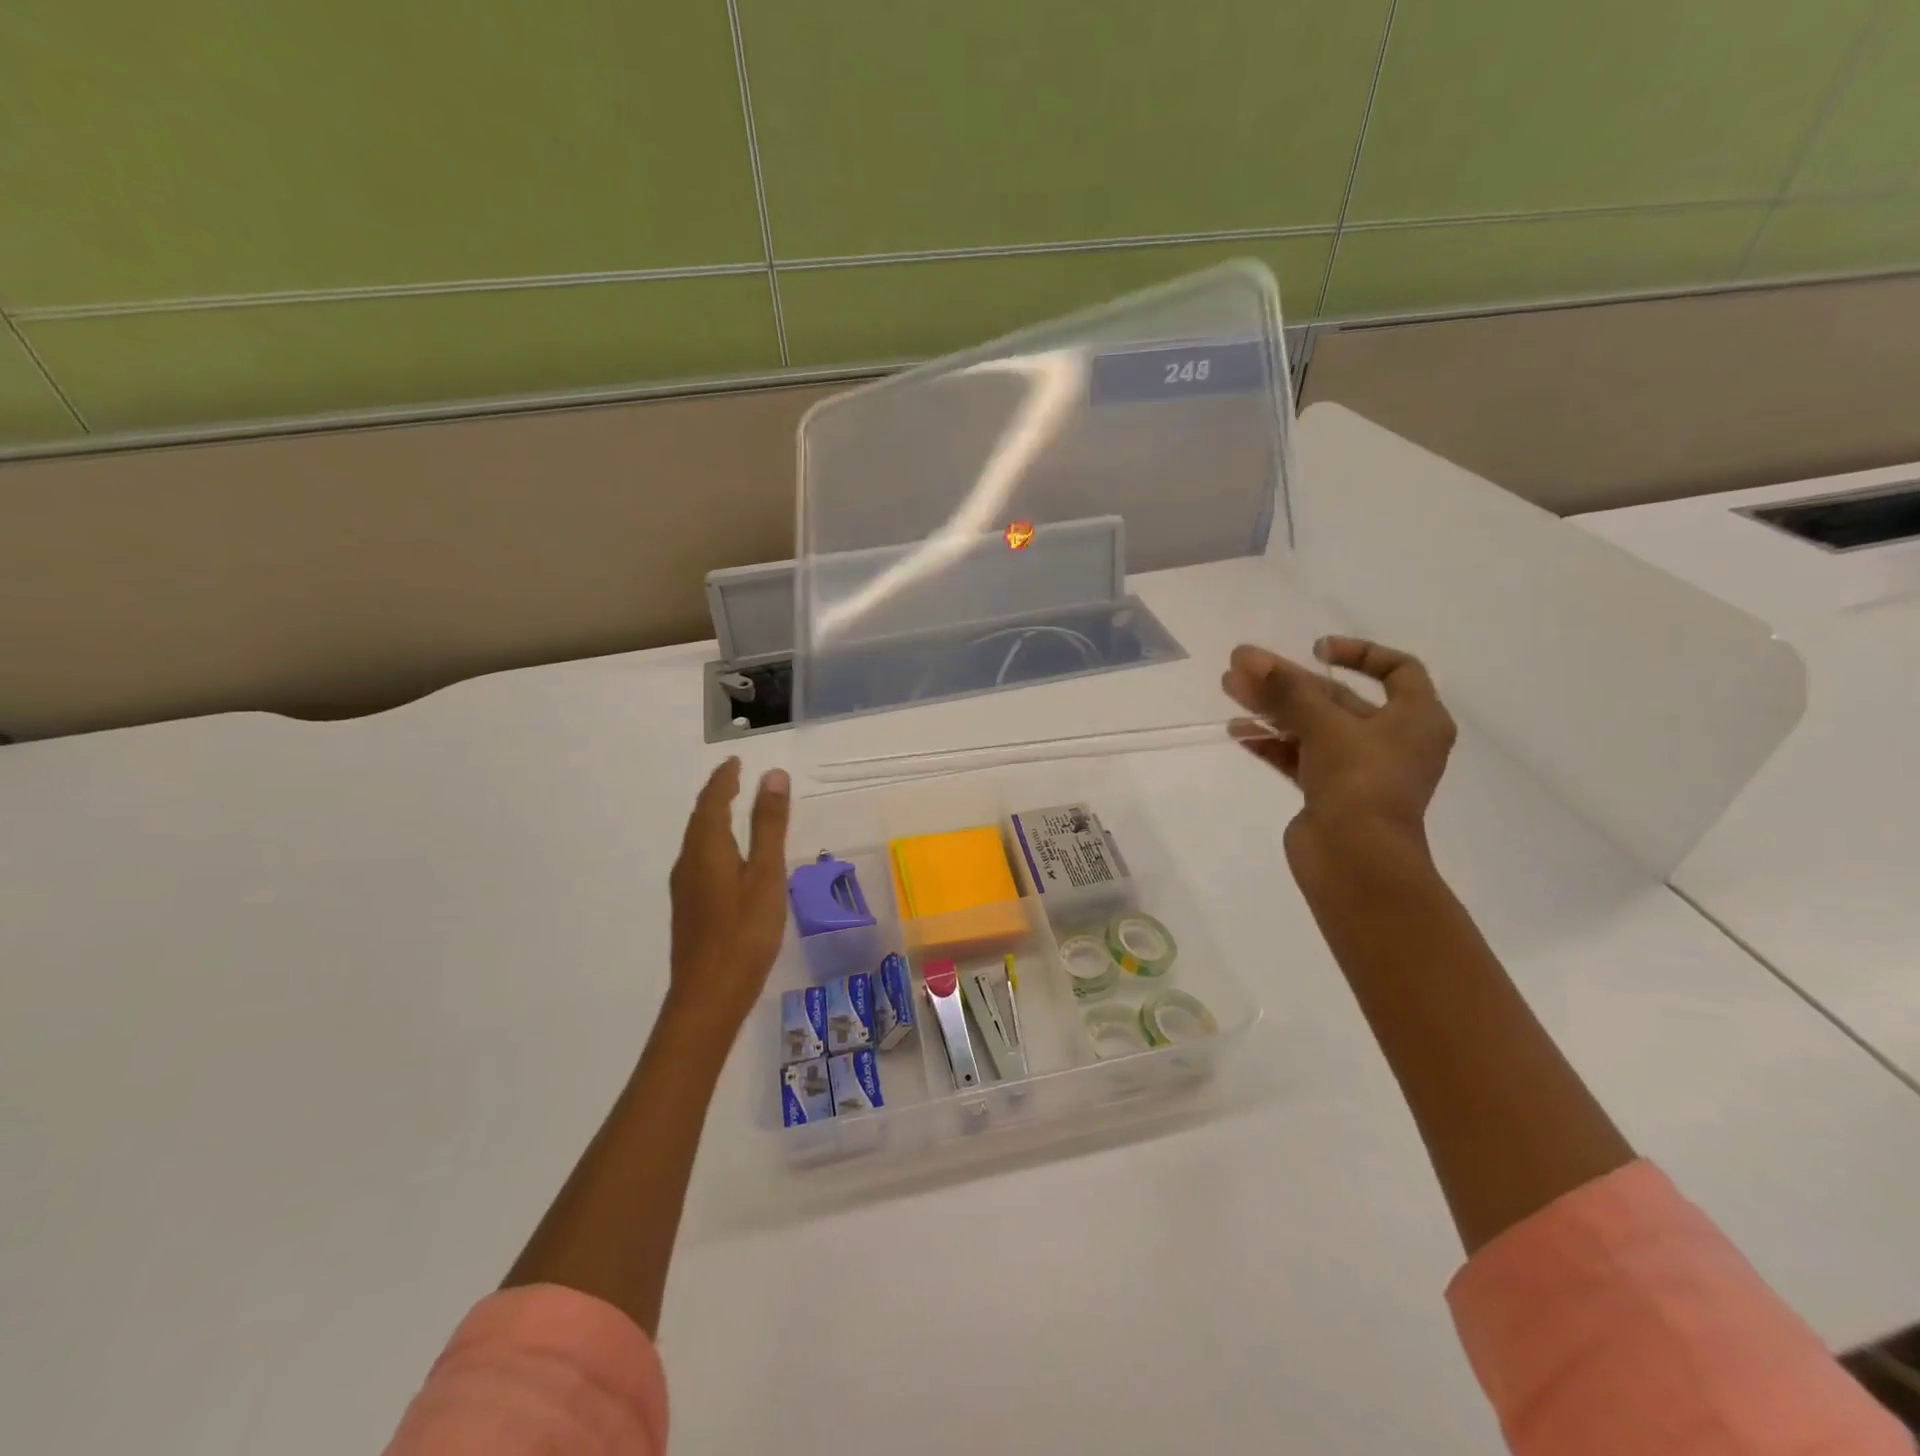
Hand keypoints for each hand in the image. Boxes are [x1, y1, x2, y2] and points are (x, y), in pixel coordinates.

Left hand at [666, 757, 791, 1033]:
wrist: (708, 997)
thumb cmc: (744, 933)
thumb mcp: (766, 875)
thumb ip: (769, 825)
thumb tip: (773, 775)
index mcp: (707, 848)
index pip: (712, 801)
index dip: (724, 778)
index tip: (736, 760)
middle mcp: (689, 862)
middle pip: (699, 818)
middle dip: (716, 795)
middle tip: (736, 778)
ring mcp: (685, 888)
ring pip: (697, 841)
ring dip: (713, 818)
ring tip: (733, 809)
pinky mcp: (689, 908)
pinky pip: (699, 859)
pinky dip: (713, 842)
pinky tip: (728, 859)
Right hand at [1222, 636, 1455, 873]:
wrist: (1355, 861)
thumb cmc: (1360, 782)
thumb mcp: (1326, 726)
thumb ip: (1286, 689)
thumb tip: (1246, 657)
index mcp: (1416, 719)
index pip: (1398, 670)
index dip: (1360, 653)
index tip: (1316, 650)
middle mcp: (1391, 741)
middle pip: (1338, 698)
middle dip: (1290, 682)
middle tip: (1243, 666)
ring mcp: (1358, 770)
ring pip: (1312, 727)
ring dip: (1273, 708)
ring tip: (1230, 691)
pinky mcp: (1328, 793)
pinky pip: (1298, 757)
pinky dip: (1272, 742)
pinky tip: (1238, 731)